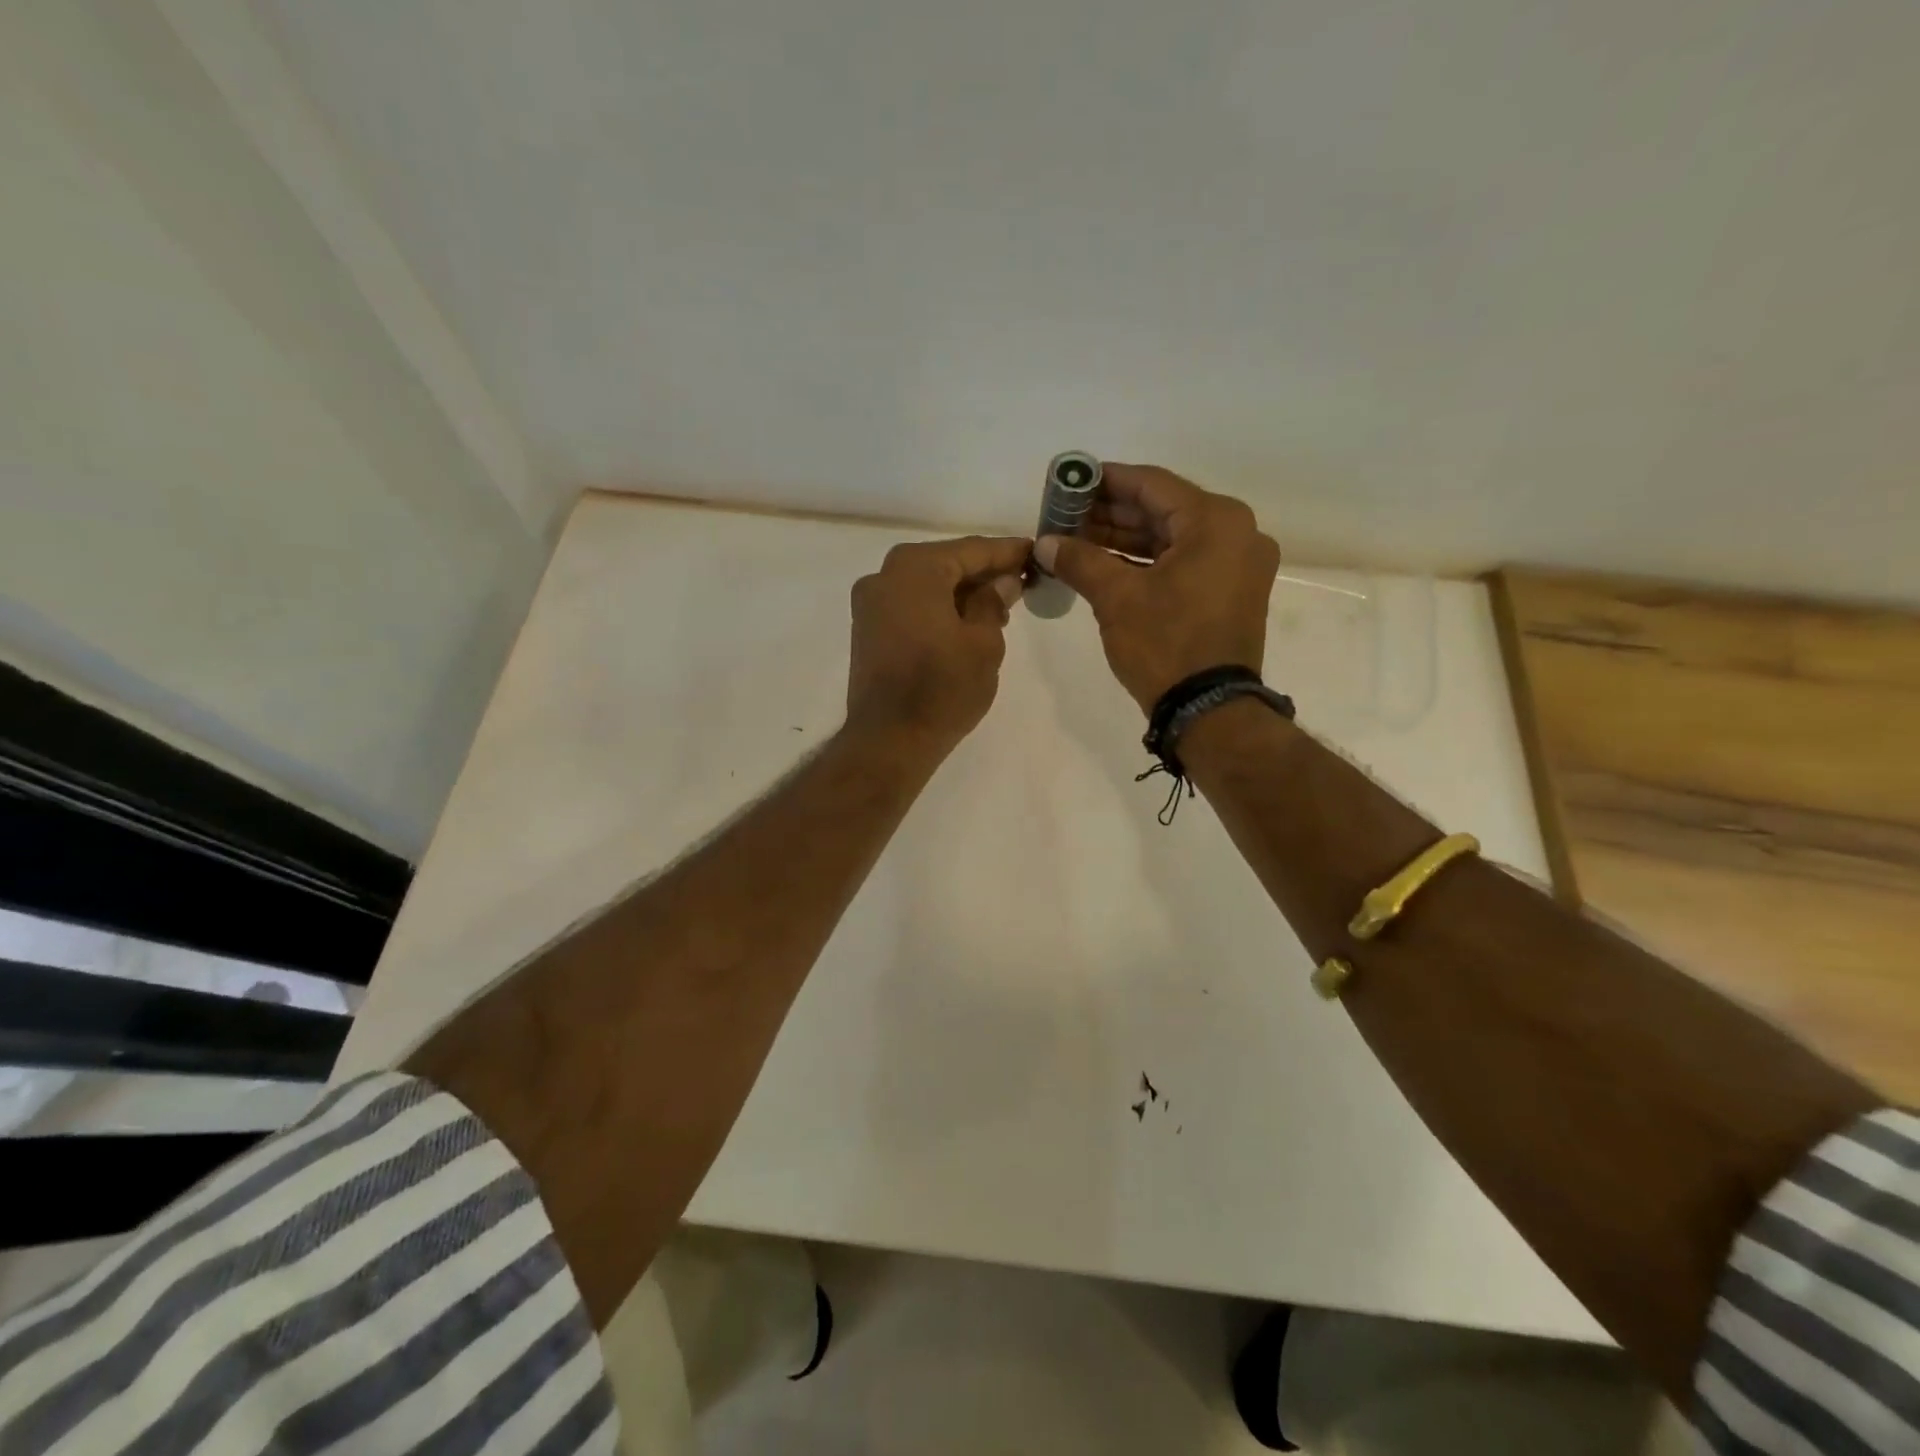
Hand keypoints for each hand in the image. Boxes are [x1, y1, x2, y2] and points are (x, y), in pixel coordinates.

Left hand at [846, 536, 1030, 756]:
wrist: (889, 739)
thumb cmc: (943, 688)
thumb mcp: (983, 643)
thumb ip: (993, 602)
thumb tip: (1002, 582)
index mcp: (915, 568)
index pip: (972, 549)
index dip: (1007, 552)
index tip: (1035, 553)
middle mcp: (884, 575)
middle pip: (946, 563)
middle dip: (984, 572)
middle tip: (1021, 582)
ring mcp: (870, 603)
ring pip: (927, 585)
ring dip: (961, 592)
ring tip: (1000, 607)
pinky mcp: (867, 630)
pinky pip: (911, 606)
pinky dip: (938, 608)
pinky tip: (966, 623)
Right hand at [1033, 464, 1279, 712]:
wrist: (1209, 710)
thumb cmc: (1166, 644)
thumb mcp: (1116, 598)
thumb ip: (1080, 560)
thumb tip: (1044, 543)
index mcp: (1216, 521)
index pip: (1151, 485)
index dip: (1105, 481)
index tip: (1070, 481)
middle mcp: (1236, 533)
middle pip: (1163, 510)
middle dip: (1111, 513)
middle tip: (1066, 515)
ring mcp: (1238, 564)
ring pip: (1172, 538)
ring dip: (1126, 539)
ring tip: (1077, 539)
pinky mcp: (1231, 592)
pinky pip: (1184, 562)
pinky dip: (1147, 562)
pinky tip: (1106, 563)